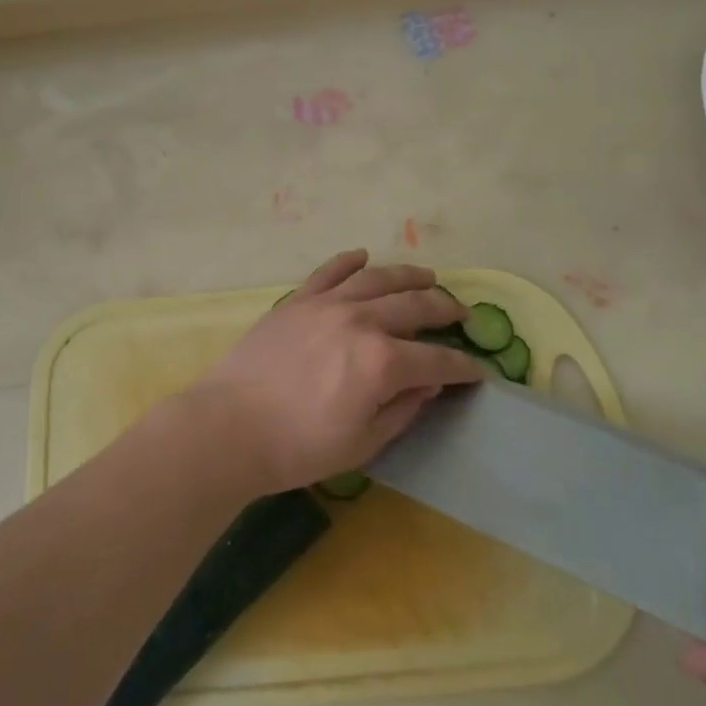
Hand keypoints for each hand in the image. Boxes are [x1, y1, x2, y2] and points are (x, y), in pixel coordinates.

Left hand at [175, 250, 482, 497]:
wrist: (228, 428)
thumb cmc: (297, 448)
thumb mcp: (362, 443)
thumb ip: (401, 410)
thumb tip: (427, 384)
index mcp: (382, 362)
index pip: (437, 361)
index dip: (462, 367)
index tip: (477, 371)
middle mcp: (360, 321)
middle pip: (415, 307)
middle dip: (445, 310)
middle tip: (461, 314)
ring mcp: (326, 304)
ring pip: (377, 279)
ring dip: (408, 276)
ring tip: (427, 277)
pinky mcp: (296, 301)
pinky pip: (329, 271)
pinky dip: (349, 261)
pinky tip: (363, 256)